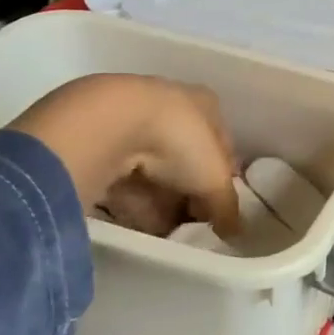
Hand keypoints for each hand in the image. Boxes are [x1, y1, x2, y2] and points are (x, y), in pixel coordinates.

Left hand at [10, 74, 240, 236]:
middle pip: (186, 158)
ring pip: (153, 167)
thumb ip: (227, 206)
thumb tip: (233, 231)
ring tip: (159, 226)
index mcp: (206, 104)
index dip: (221, 180)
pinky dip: (128, 194)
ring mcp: (134, 116)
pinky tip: (130, 214)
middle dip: (187, 192)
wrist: (109, 124)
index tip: (217, 210)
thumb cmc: (179, 142)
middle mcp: (172, 104)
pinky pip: (122, 172)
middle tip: (187, 221)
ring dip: (157, 197)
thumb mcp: (214, 180)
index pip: (221, 146)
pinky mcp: (100, 133)